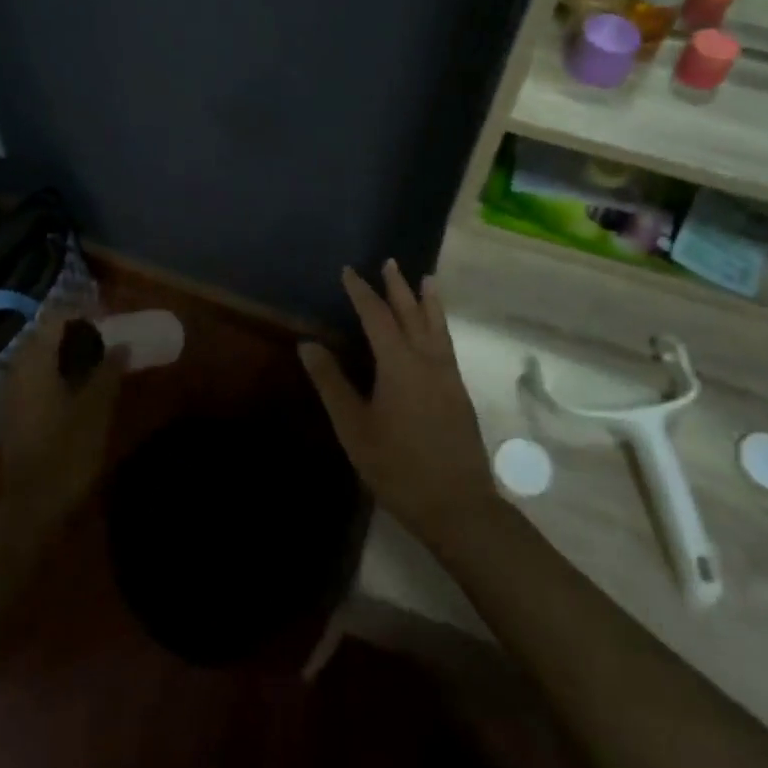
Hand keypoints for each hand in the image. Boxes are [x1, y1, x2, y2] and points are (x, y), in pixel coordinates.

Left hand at [0, 315, 127, 536]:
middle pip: (45, 336)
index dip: (85, 313)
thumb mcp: (97, 408)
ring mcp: (10, 393)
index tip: (111, 318)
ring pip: (39, 359)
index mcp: (35, 361)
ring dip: (66, 355)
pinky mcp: (12, 414)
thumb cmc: (67, 451)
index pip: (57, 318)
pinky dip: (57, 375)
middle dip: (76, 333)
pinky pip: (35, 379)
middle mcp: (16, 370)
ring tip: (97, 363)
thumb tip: (120, 344)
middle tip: (107, 339)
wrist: (31, 507)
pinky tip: (78, 390)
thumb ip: (109, 370)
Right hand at [298, 263, 497, 546]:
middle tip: (389, 263)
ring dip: (428, 301)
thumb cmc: (397, 466)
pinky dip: (440, 324)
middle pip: (411, 314)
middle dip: (397, 287)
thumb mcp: (354, 427)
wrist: (456, 504)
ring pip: (436, 327)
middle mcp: (427, 360)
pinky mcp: (459, 392)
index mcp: (398, 363)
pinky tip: (437, 331)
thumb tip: (308, 344)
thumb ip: (331, 383)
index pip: (376, 316)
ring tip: (427, 279)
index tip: (349, 271)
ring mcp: (448, 376)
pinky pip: (447, 343)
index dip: (361, 292)